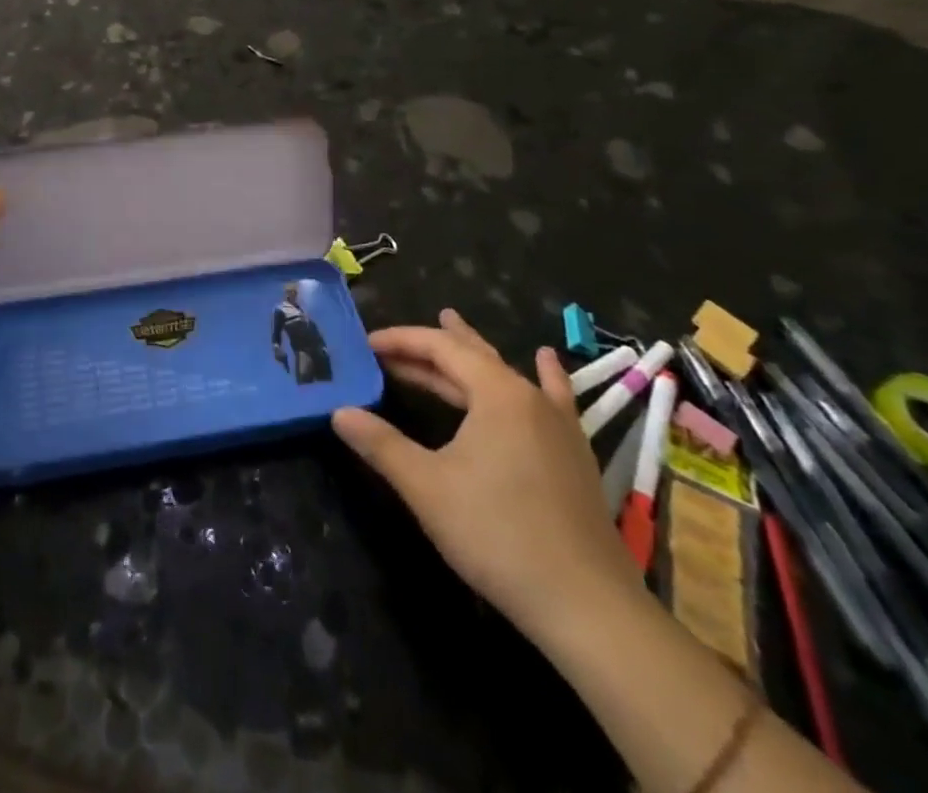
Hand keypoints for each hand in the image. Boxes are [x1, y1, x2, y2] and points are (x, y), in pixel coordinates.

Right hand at [333, 309, 640, 633]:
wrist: (587, 606)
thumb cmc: (498, 535)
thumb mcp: (427, 487)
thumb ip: (381, 444)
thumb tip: (339, 412)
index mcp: (497, 393)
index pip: (440, 348)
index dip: (401, 341)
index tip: (366, 344)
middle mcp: (530, 397)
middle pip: (472, 356)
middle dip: (428, 347)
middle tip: (392, 342)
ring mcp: (558, 425)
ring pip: (505, 373)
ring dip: (471, 354)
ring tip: (453, 322)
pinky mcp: (574, 454)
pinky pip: (552, 397)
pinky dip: (542, 375)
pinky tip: (545, 359)